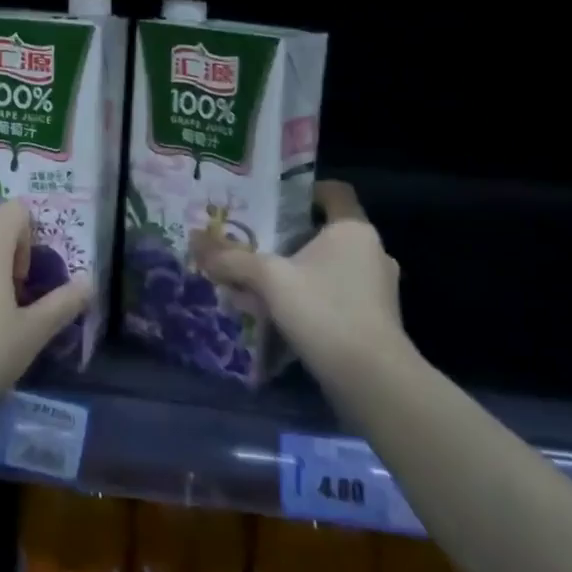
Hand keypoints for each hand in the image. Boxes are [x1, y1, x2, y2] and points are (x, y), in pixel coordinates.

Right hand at [209, 181, 408, 382]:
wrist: (373, 380)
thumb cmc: (324, 310)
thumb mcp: (268, 279)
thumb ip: (232, 259)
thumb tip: (194, 240)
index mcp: (353, 230)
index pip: (335, 192)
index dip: (305, 191)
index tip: (273, 202)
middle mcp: (371, 252)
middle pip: (325, 233)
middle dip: (289, 239)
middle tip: (255, 244)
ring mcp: (377, 290)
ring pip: (329, 268)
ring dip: (297, 274)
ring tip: (260, 285)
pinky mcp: (375, 321)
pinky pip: (335, 297)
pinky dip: (309, 300)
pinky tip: (279, 316)